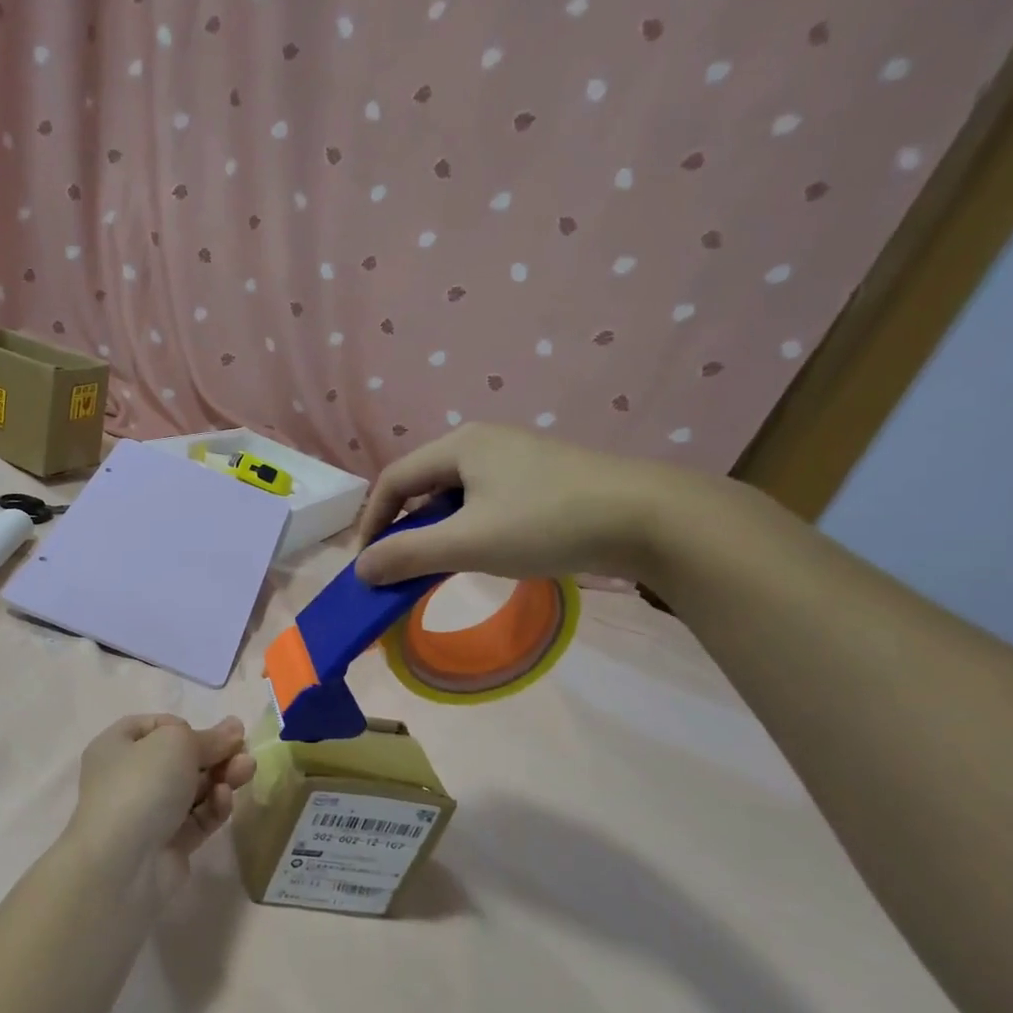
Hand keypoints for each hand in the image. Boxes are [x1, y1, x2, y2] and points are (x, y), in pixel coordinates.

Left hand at [66, 715, 254, 865]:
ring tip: (247, 769)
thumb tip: (234, 728)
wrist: (122, 864)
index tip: (211, 733)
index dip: (185, 727)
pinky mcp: (168, 844)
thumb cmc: (141, 785)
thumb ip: (209, 737)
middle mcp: (129, 778)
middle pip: (180, 759)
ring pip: (192, 789)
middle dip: (214, 754)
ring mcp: (148, 814)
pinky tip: (224, 798)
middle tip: (245, 751)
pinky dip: (213, 806)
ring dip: (221, 777)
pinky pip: (196, 819)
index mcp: (117, 747)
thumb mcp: (176, 743)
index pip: (155, 728)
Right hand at [354, 423, 682, 585]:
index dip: (371, 522)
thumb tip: (360, 569)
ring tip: (435, 565)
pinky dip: (466, 529)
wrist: (651, 519)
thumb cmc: (547, 523)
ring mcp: (516, 459)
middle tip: (398, 567)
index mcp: (459, 446)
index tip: (366, 564)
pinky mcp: (541, 479)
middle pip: (422, 485)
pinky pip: (483, 502)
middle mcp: (483, 443)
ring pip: (454, 496)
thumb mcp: (467, 543)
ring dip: (435, 531)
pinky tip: (479, 553)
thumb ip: (407, 555)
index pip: (393, 480)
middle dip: (402, 527)